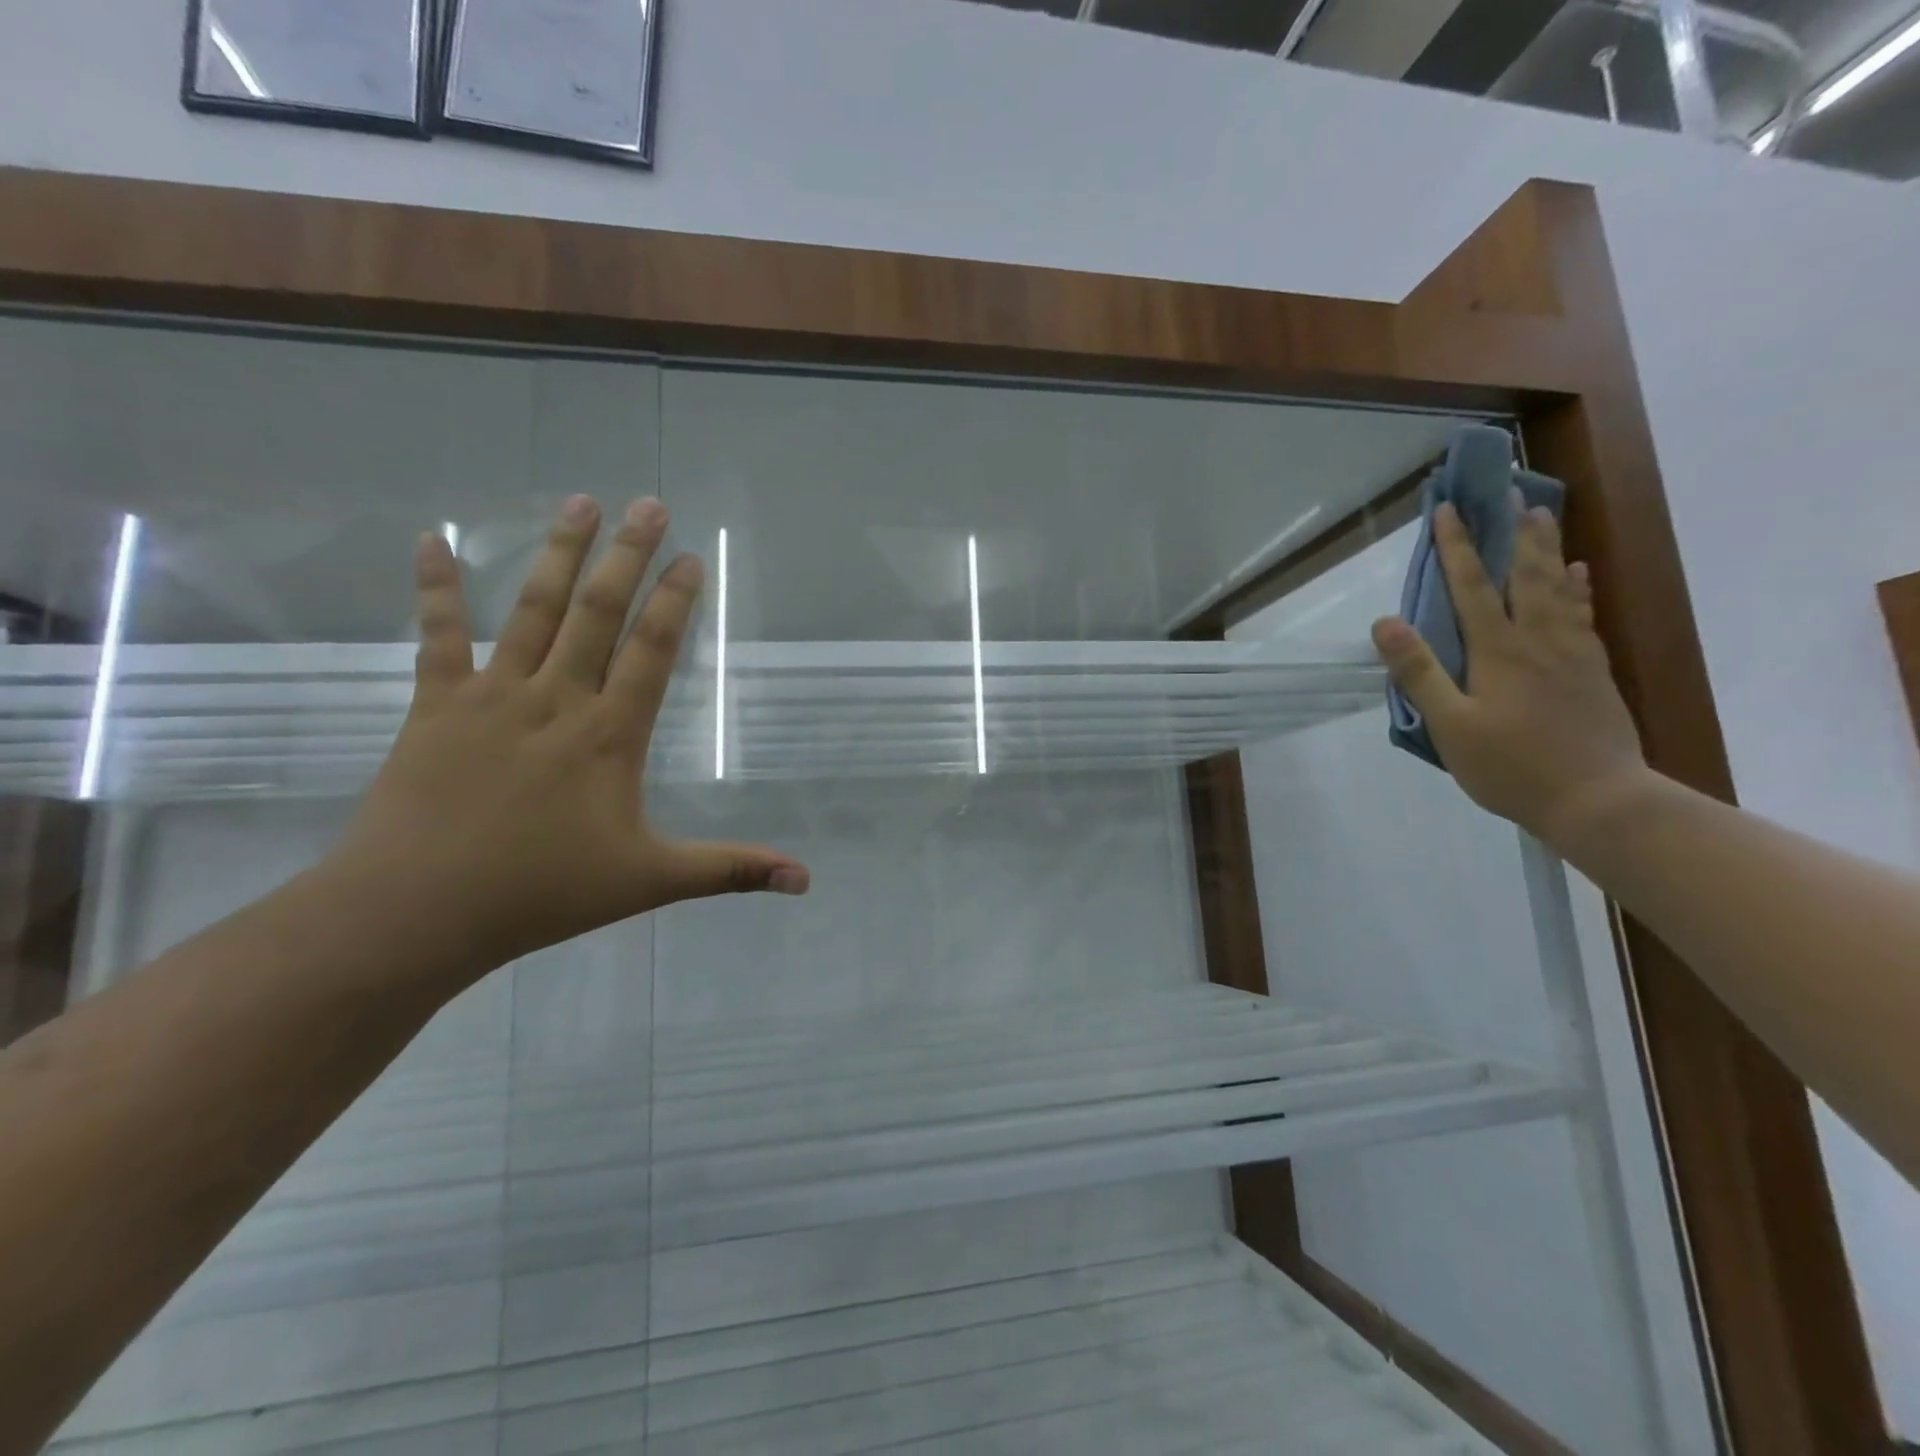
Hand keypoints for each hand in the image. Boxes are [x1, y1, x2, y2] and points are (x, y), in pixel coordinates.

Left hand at [332, 494, 807, 980]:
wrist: (417, 910)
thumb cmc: (542, 892)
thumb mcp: (651, 881)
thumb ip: (731, 870)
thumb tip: (806, 880)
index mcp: (609, 734)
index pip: (652, 650)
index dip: (676, 601)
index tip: (692, 556)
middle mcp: (557, 698)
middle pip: (598, 612)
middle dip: (628, 555)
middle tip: (649, 503)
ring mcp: (492, 695)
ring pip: (533, 610)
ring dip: (559, 553)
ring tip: (580, 502)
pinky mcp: (436, 705)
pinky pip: (438, 635)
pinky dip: (436, 587)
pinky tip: (432, 540)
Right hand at [1370, 498, 1653, 846]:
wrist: (1598, 799)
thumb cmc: (1511, 766)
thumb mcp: (1450, 724)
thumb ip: (1419, 672)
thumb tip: (1385, 622)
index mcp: (1499, 651)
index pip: (1472, 587)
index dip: (1457, 548)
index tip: (1448, 510)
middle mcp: (1538, 640)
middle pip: (1525, 575)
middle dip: (1512, 533)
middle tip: (1510, 493)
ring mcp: (1571, 653)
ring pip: (1558, 588)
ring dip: (1547, 548)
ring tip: (1542, 516)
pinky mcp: (1592, 671)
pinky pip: (1582, 615)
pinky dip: (1577, 588)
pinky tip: (1578, 574)